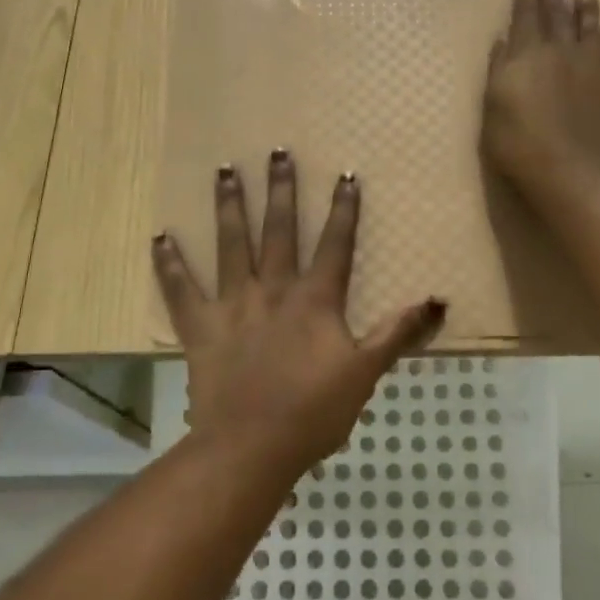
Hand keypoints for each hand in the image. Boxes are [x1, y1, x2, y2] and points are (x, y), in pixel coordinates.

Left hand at [153, 152, 447, 470]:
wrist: (251, 447)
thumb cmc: (314, 412)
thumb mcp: (366, 372)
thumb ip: (399, 332)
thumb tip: (439, 300)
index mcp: (315, 300)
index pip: (335, 245)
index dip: (343, 210)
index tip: (345, 175)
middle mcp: (273, 290)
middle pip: (279, 231)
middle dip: (281, 190)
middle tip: (276, 151)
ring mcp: (233, 305)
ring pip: (231, 245)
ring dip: (229, 206)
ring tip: (225, 170)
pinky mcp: (200, 327)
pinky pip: (180, 290)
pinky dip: (169, 264)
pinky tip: (159, 236)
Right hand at [482, 0, 599, 198]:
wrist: (574, 172)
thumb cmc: (519, 143)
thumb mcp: (493, 107)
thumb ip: (499, 69)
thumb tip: (504, 41)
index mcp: (528, 54)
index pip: (526, 18)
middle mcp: (562, 52)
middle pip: (558, 16)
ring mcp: (593, 68)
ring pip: (591, 30)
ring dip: (587, 10)